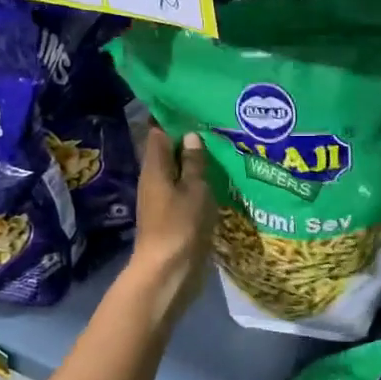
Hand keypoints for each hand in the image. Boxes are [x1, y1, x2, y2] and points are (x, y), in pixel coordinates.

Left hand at [126, 127, 213, 314]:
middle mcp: (154, 180)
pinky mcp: (174, 218)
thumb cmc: (180, 226)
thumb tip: (190, 136)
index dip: (173, 118)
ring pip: (179, 173)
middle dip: (190, 140)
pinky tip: (220, 181)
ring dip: (197, 164)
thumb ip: (193, 163)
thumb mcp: (194, 189)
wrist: (168, 273)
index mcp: (155, 168)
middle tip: (219, 126)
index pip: (159, 132)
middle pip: (169, 153)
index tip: (195, 106)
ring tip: (225, 150)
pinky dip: (200, 184)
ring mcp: (163, 201)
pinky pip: (187, 193)